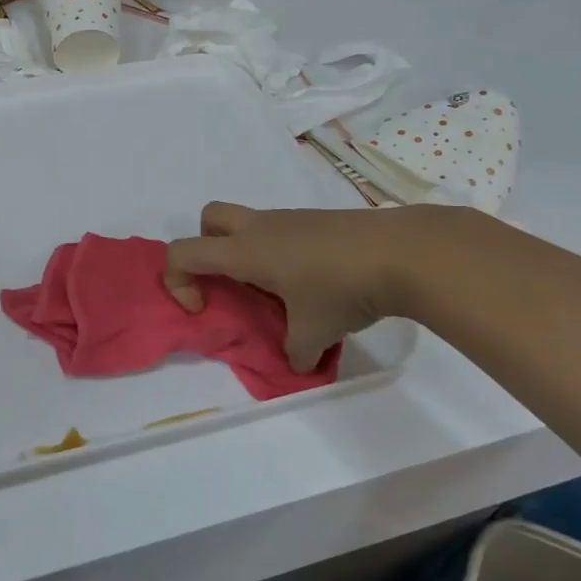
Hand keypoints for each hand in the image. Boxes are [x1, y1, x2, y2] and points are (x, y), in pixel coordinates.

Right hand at [164, 202, 411, 371]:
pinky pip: (281, 230)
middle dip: (206, 248)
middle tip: (230, 281)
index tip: (204, 307)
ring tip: (279, 292)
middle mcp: (260, 227)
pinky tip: (314, 282)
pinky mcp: (317, 220)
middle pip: (209, 217)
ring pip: (248, 223)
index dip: (178, 280)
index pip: (183, 251)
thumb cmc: (342, 289)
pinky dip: (281, 253)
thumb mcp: (315, 333)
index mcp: (245, 251)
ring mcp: (291, 219)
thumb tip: (298, 363)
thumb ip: (295, 352)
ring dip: (248, 252)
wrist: (402, 252)